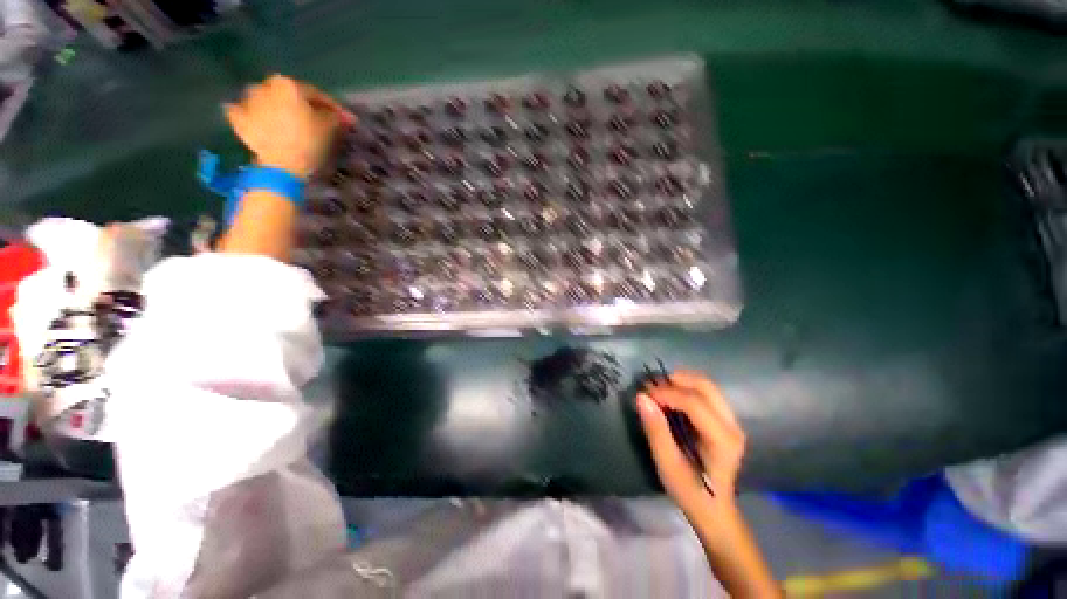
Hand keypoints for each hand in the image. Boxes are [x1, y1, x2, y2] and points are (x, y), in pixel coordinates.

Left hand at [224, 75, 354, 177]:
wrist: (279, 165)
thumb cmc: (307, 142)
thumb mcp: (328, 128)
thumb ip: (335, 117)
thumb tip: (344, 116)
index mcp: (289, 85)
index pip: (315, 93)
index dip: (330, 106)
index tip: (341, 118)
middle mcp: (265, 86)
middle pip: (287, 94)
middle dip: (300, 104)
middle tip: (313, 118)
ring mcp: (248, 101)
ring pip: (265, 99)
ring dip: (275, 106)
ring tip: (286, 120)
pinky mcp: (238, 119)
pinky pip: (245, 112)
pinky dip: (252, 115)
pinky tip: (259, 121)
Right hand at [637, 371, 745, 514]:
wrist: (714, 510)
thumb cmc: (690, 491)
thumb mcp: (667, 465)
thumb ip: (656, 430)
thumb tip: (642, 397)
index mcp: (722, 439)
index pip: (694, 402)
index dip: (666, 393)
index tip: (644, 395)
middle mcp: (732, 425)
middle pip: (705, 386)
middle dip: (675, 380)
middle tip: (651, 387)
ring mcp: (732, 421)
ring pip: (707, 386)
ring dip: (680, 382)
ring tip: (659, 390)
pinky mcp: (726, 420)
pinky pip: (707, 393)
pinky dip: (686, 388)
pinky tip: (671, 397)